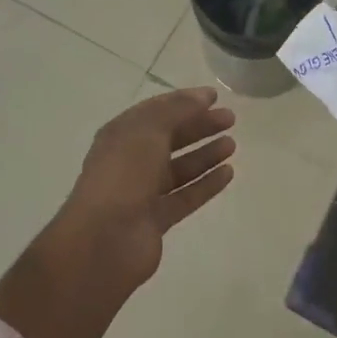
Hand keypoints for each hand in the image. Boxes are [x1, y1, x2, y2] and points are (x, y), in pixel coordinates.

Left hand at [57, 86, 237, 294]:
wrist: (104, 240)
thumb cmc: (123, 174)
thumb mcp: (149, 130)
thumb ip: (178, 110)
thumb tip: (202, 97)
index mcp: (122, 134)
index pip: (157, 110)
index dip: (185, 101)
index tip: (214, 96)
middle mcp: (131, 160)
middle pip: (171, 137)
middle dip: (199, 126)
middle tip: (230, 119)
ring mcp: (143, 191)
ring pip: (180, 168)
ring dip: (205, 154)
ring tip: (232, 144)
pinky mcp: (156, 219)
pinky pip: (186, 196)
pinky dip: (206, 184)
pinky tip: (228, 173)